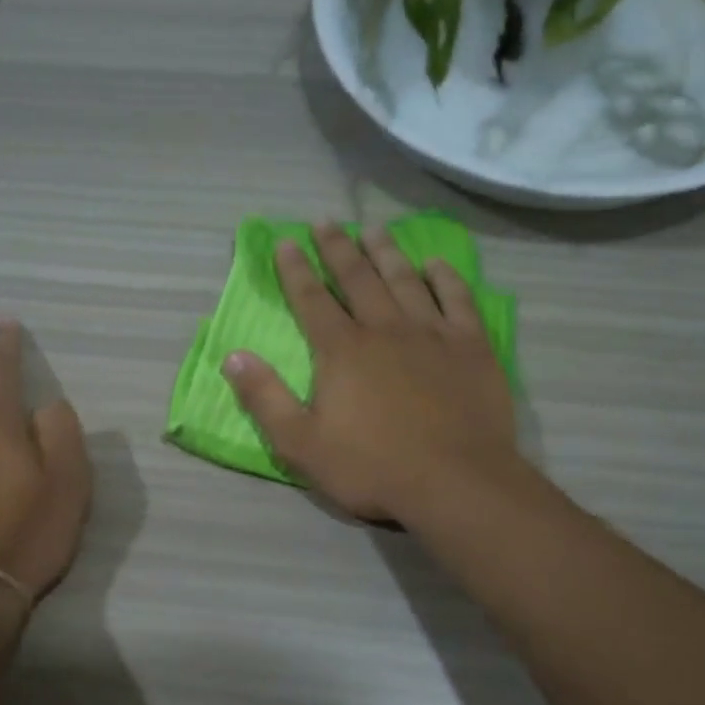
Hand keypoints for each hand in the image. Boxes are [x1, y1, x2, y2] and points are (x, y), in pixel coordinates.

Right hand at [221, 223, 519, 522]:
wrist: (455, 483)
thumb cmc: (373, 468)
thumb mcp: (302, 444)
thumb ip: (265, 398)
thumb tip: (234, 355)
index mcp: (342, 350)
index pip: (312, 299)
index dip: (295, 270)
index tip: (286, 242)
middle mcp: (385, 328)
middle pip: (357, 278)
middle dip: (337, 248)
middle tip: (326, 222)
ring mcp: (432, 333)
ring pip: (405, 279)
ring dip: (386, 252)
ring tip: (374, 230)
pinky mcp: (471, 346)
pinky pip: (457, 300)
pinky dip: (445, 278)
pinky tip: (435, 265)